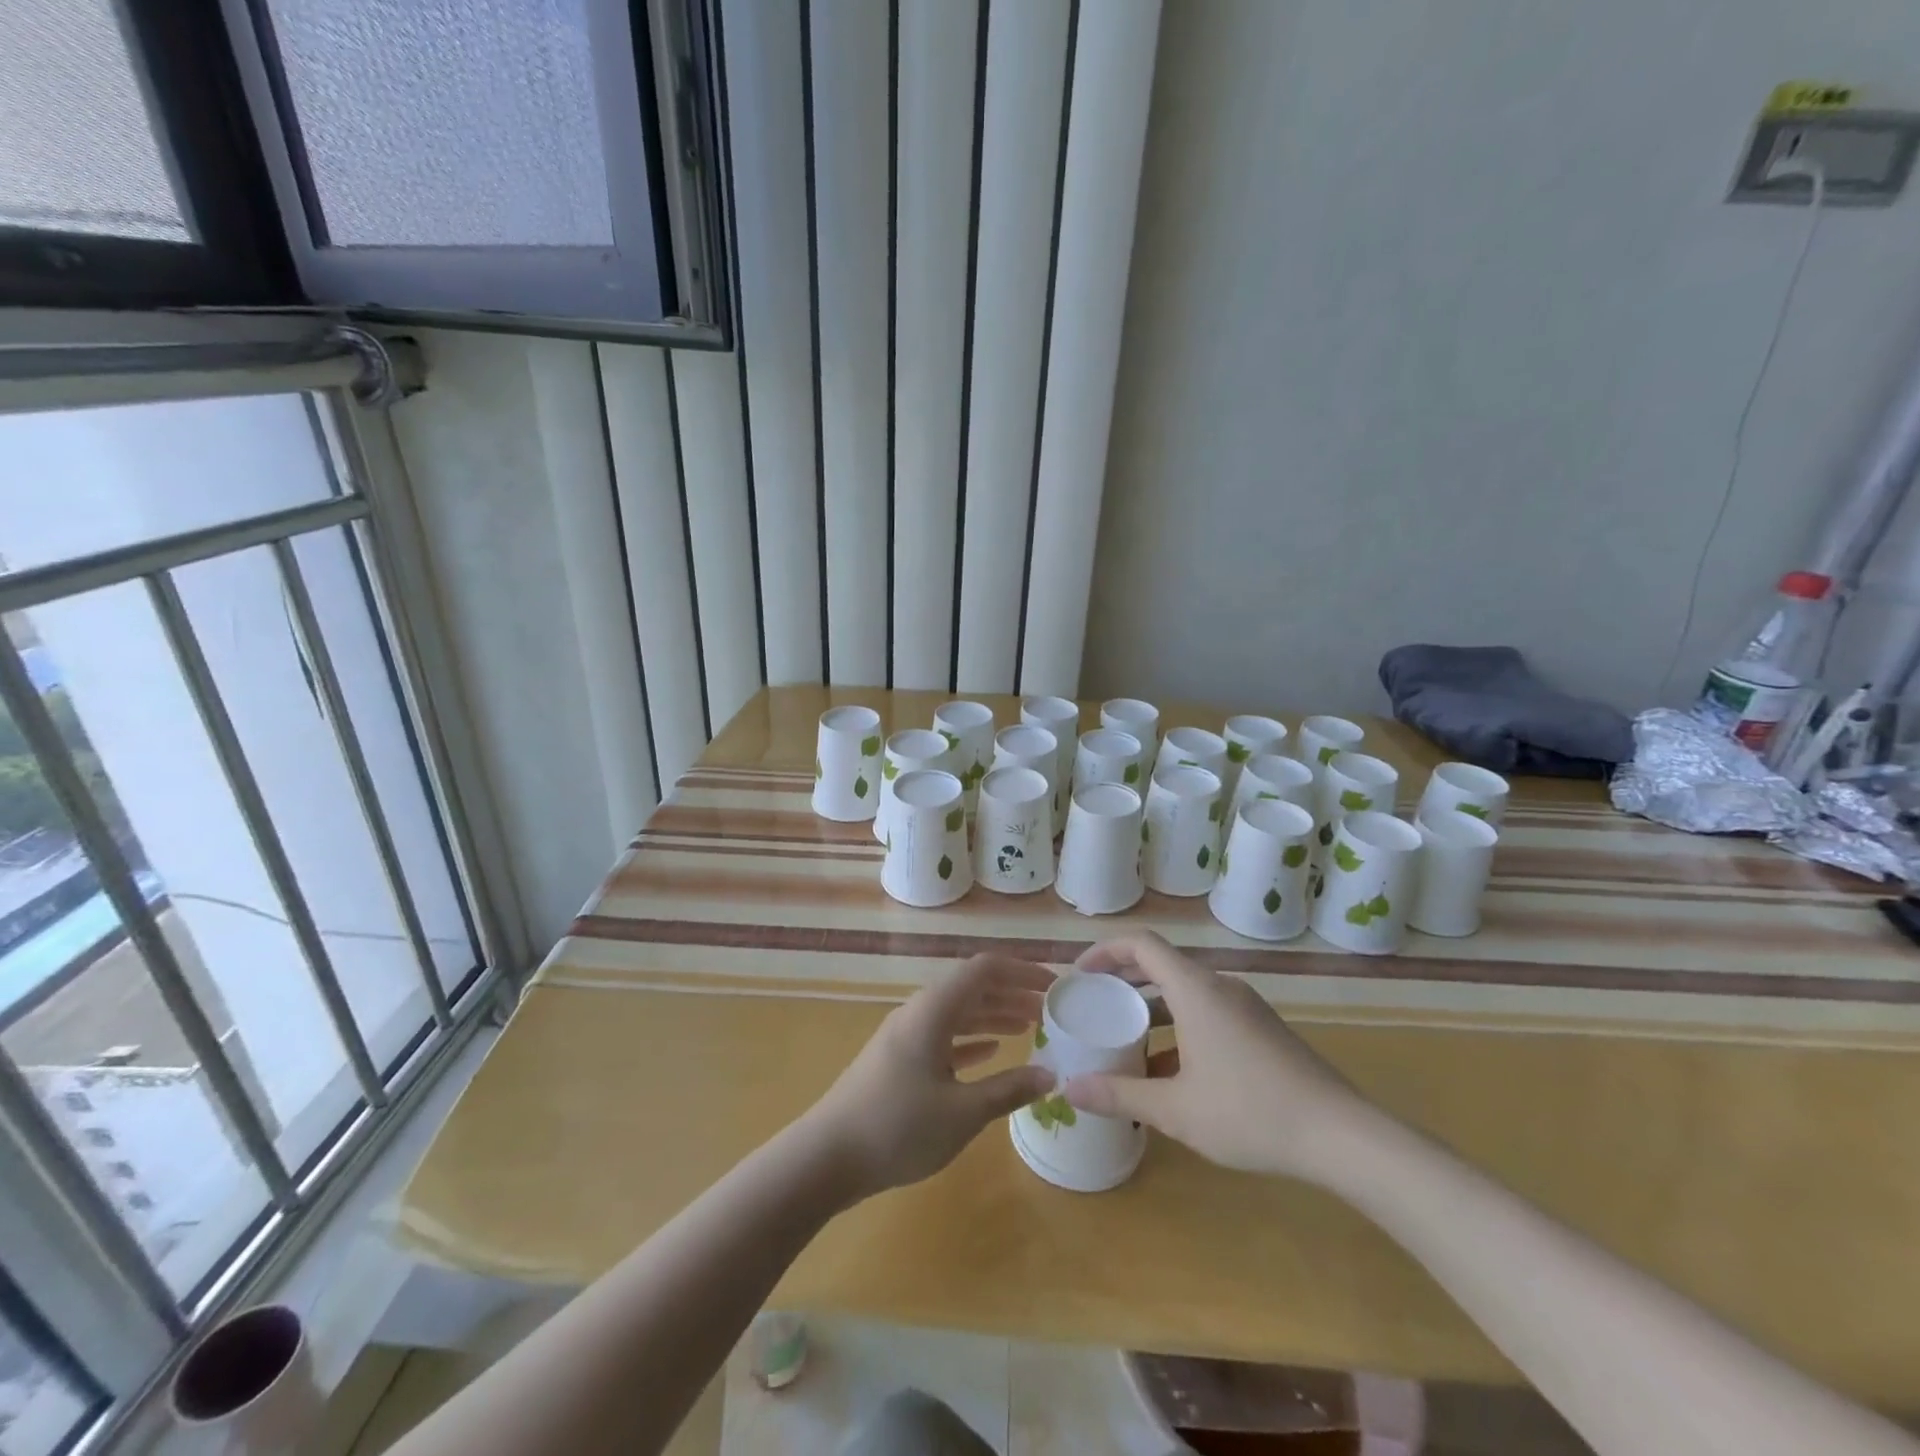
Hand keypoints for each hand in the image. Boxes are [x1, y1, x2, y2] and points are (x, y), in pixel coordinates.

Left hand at [799, 954, 1056, 1201]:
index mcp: (934, 1009)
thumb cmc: (898, 1126)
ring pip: (958, 1012)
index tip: (1054, 987)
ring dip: (993, 1015)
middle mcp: (919, 1012)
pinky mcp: (898, 1060)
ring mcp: (906, 1035)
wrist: (827, 1156)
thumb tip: (1049, 1076)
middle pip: (971, 988)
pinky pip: (943, 1036)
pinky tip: (991, 1051)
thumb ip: (1008, 1089)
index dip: (1022, 972)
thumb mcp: (962, 1112)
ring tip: (1029, 1027)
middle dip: (1011, 993)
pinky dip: (971, 1039)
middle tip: (1049, 1010)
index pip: (984, 969)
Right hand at [1060, 931, 1379, 1182]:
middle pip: (1162, 964)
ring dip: (1152, 1007)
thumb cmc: (1250, 1112)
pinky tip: (1172, 1072)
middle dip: (1123, 980)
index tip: (1080, 975)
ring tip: (1126, 1039)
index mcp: (1195, 989)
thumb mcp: (1175, 1109)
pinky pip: (1208, 1011)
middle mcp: (1220, 987)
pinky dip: (1180, 1025)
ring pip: (1186, 991)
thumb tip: (1068, 1088)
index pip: (1141, 944)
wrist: (1341, 1136)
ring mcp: (1245, 1007)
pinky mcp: (1262, 1029)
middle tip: (1095, 1005)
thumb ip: (1119, 1095)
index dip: (1105, 950)